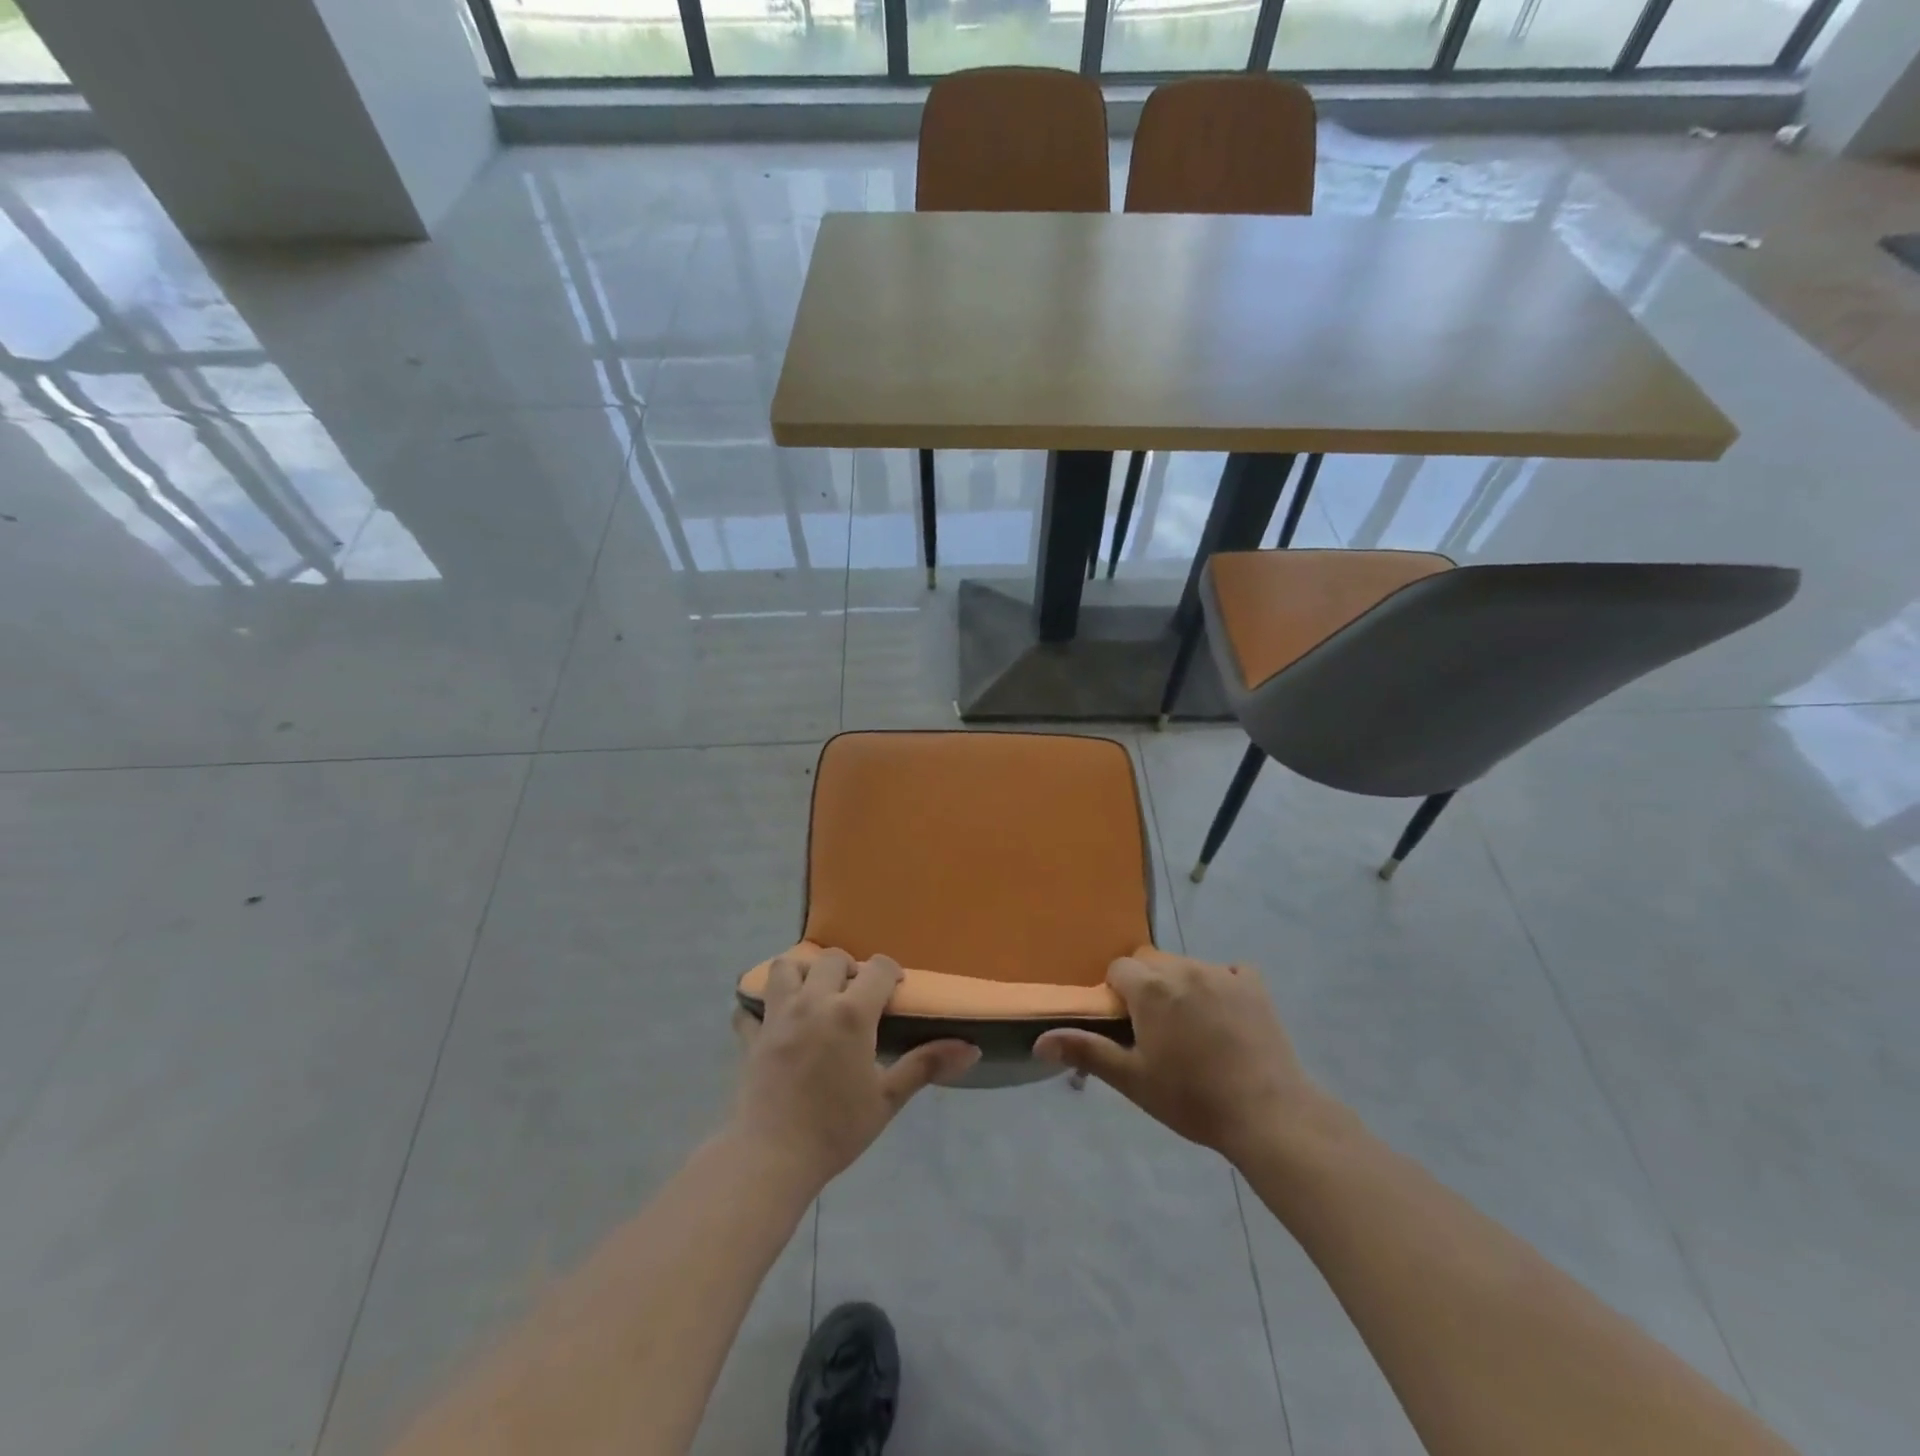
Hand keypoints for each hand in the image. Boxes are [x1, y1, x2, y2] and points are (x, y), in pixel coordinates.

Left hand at [732, 948, 978, 1191]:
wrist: (772, 1158)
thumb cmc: (836, 1129)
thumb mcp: (888, 1098)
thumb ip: (926, 1065)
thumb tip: (971, 1049)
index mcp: (851, 1013)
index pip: (877, 968)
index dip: (890, 972)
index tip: (895, 990)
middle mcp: (813, 1002)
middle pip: (831, 959)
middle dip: (848, 968)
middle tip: (856, 996)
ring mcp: (777, 1016)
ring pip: (785, 968)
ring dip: (802, 973)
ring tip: (814, 996)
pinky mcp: (751, 1036)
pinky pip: (749, 1008)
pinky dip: (759, 1008)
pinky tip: (772, 1023)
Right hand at [1034, 949, 1324, 1164]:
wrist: (1267, 1113)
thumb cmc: (1191, 1098)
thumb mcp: (1133, 1080)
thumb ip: (1086, 1051)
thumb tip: (1038, 1041)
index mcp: (1151, 988)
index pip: (1118, 969)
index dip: (1117, 995)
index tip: (1128, 1026)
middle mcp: (1183, 968)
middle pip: (1151, 961)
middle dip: (1146, 985)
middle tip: (1157, 1029)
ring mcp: (1222, 973)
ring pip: (1186, 965)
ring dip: (1180, 986)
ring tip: (1193, 1029)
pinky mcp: (1254, 985)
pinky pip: (1229, 971)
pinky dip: (1221, 986)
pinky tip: (1226, 1019)